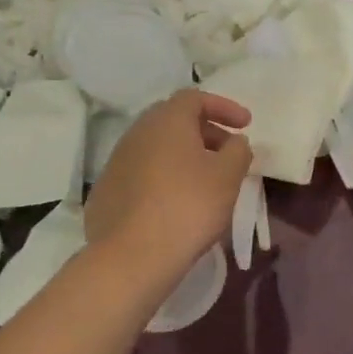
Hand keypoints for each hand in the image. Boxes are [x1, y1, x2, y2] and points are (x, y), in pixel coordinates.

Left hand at [86, 89, 251, 284]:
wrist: (130, 256)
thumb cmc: (187, 206)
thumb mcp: (227, 177)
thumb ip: (237, 151)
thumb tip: (235, 141)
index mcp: (166, 120)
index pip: (195, 98)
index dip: (223, 107)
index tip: (246, 125)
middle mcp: (137, 132)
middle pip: (174, 120)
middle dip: (205, 131)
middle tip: (227, 152)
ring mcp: (117, 161)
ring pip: (156, 147)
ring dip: (183, 156)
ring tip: (205, 180)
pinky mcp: (106, 190)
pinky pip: (142, 173)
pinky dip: (163, 177)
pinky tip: (176, 202)